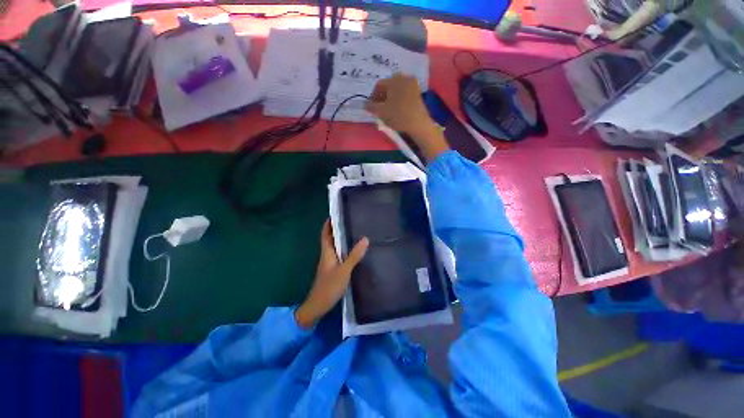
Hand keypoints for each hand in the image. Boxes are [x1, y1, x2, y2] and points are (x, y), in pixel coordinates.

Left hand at [295, 220, 368, 328]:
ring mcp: (329, 264)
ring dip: (340, 239)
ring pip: (334, 247)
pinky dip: (343, 250)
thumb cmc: (329, 286)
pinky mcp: (332, 271)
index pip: (325, 234)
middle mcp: (326, 256)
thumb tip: (365, 239)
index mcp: (327, 252)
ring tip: (353, 233)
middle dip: (336, 229)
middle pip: (330, 239)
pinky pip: (338, 255)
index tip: (335, 214)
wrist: (317, 306)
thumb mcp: (344, 270)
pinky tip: (353, 251)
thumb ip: (354, 256)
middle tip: (349, 221)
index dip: (328, 224)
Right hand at [365, 73, 449, 160]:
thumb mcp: (381, 112)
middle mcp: (404, 78)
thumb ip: (371, 106)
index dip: (373, 96)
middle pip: (388, 87)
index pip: (379, 85)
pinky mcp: (418, 94)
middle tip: (379, 109)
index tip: (371, 107)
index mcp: (394, 79)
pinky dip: (398, 100)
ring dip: (390, 99)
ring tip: (387, 111)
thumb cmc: (398, 115)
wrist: (418, 124)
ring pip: (396, 91)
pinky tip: (396, 110)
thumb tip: (365, 104)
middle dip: (382, 97)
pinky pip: (404, 94)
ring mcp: (413, 85)